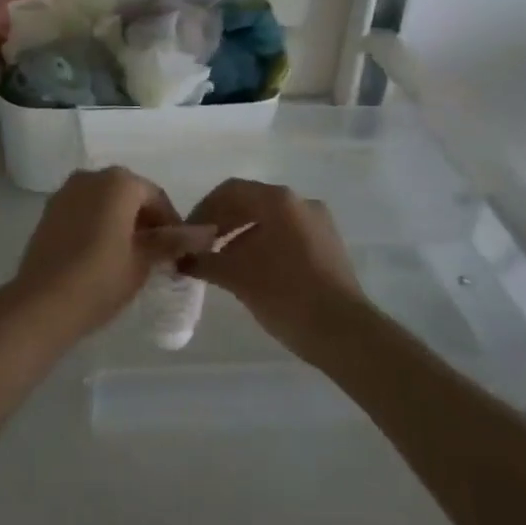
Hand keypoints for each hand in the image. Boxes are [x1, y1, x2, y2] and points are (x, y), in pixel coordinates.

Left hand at [11, 168, 215, 342]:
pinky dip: (98, 224)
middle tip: (157, 256)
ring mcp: (66, 191)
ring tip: (131, 257)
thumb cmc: (100, 280)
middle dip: (146, 221)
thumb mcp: (143, 261)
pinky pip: (84, 210)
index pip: (156, 197)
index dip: (172, 224)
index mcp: (119, 182)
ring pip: (105, 201)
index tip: (178, 253)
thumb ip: (173, 241)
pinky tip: (103, 254)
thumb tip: (207, 232)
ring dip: (121, 221)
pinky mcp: (49, 210)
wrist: (41, 304)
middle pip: (130, 194)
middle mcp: (91, 176)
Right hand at [183, 179, 364, 358]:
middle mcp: (301, 203)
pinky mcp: (329, 246)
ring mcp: (319, 224)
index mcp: (279, 200)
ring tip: (223, 263)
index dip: (204, 209)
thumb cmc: (286, 294)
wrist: (345, 334)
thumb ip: (204, 261)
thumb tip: (180, 259)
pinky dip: (264, 246)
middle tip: (201, 248)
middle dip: (223, 223)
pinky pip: (288, 235)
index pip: (231, 191)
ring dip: (242, 236)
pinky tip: (252, 273)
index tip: (188, 234)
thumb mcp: (237, 277)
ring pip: (270, 220)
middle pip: (251, 202)